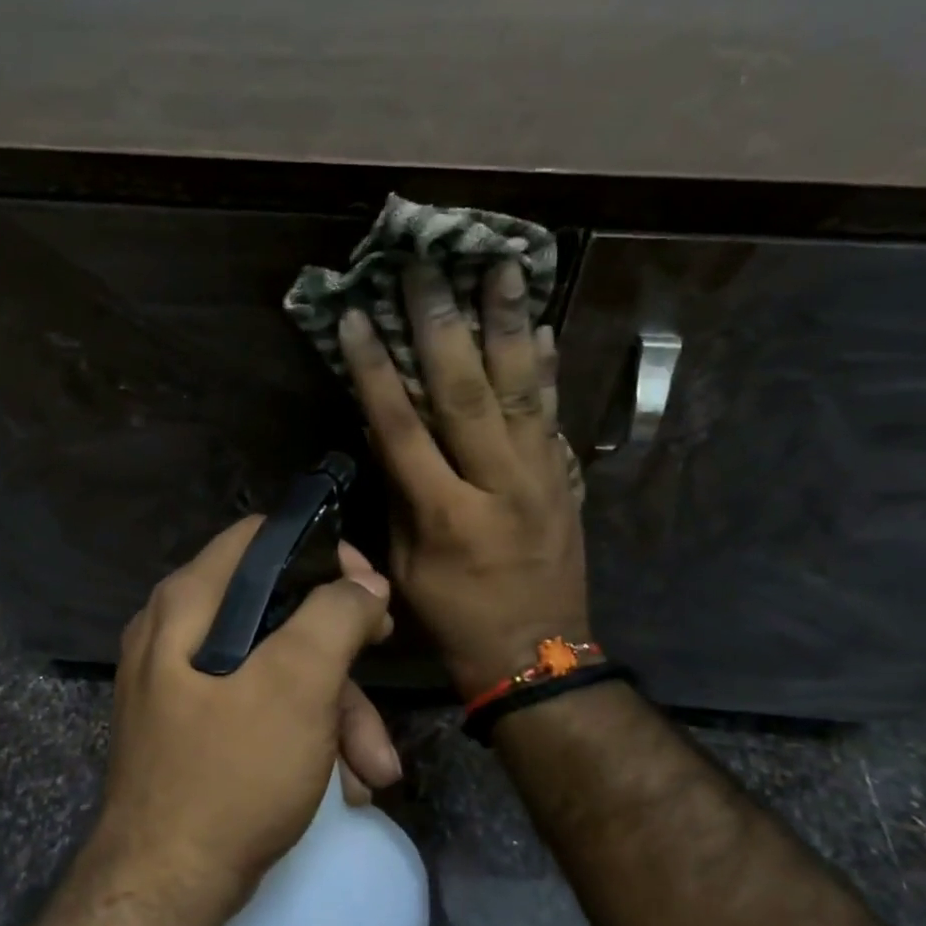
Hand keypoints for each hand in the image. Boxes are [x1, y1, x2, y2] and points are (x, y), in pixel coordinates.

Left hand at [94, 518, 397, 904]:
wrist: (164, 891)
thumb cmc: (232, 773)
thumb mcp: (297, 685)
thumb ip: (335, 617)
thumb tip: (363, 584)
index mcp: (187, 604)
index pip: (259, 540)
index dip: (321, 553)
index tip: (368, 587)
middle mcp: (176, 634)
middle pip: (276, 611)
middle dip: (340, 652)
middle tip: (383, 653)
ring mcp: (183, 686)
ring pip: (275, 669)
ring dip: (335, 713)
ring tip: (374, 770)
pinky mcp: (196, 731)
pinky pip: (260, 710)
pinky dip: (305, 738)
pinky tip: (343, 786)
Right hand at [338, 259, 590, 699]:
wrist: (538, 658)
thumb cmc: (455, 620)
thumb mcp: (406, 568)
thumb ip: (397, 497)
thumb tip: (382, 435)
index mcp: (446, 515)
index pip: (402, 428)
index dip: (377, 370)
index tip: (359, 317)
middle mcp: (498, 485)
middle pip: (467, 393)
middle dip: (443, 325)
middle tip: (429, 267)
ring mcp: (541, 478)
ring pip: (523, 390)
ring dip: (510, 325)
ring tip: (504, 268)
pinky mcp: (566, 480)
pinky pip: (555, 416)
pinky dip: (548, 370)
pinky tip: (543, 328)